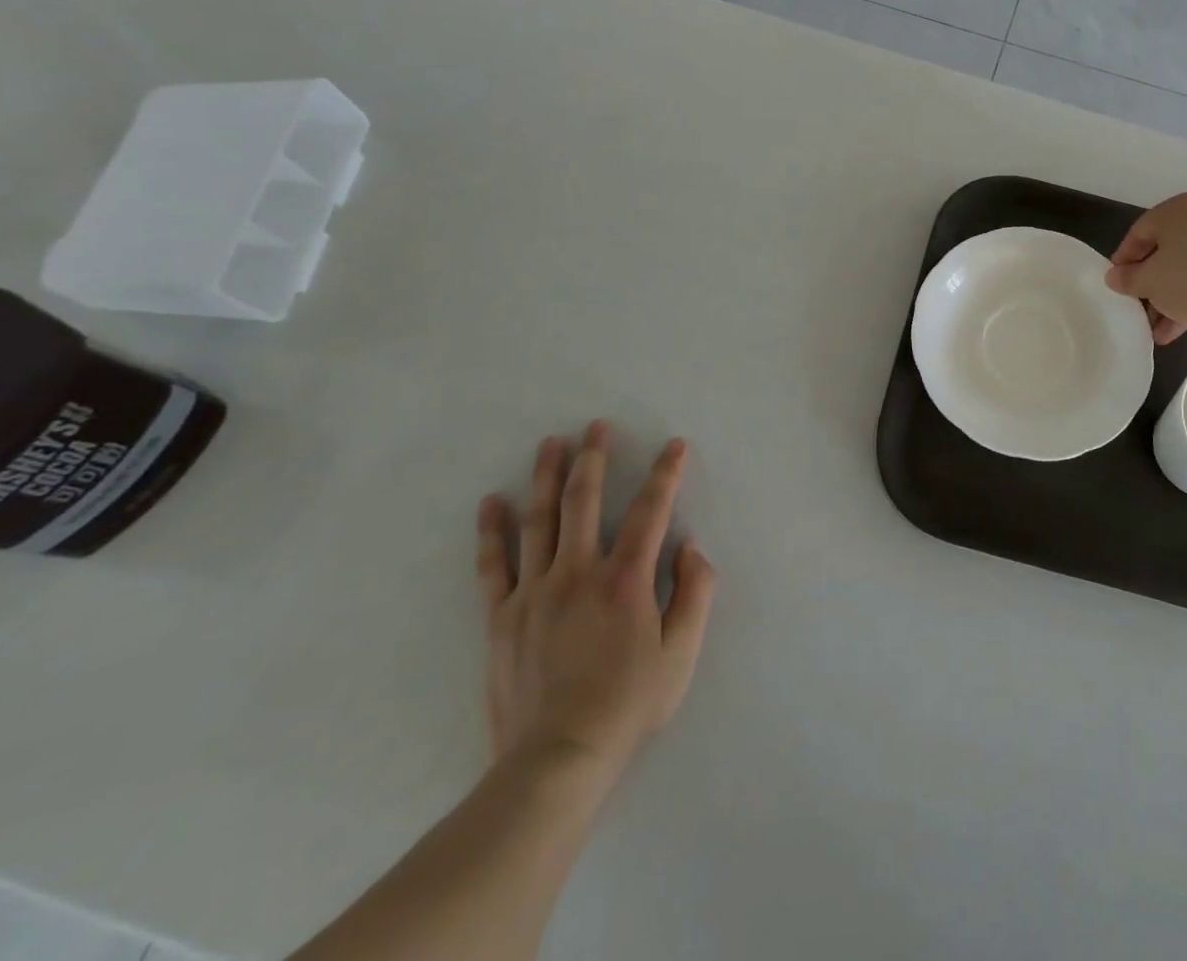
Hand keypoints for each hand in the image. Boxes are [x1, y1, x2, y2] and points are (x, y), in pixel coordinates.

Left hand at [475, 423, 716, 791]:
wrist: (556, 761)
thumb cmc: (627, 705)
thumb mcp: (681, 653)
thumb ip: (695, 592)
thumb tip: (690, 546)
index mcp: (625, 580)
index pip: (650, 511)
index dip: (665, 474)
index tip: (674, 446)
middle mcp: (578, 573)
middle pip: (584, 501)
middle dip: (594, 458)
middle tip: (596, 426)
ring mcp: (535, 592)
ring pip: (539, 520)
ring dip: (546, 477)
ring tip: (551, 444)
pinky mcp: (502, 616)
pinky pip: (494, 565)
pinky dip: (492, 531)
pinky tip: (492, 502)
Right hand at [1104, 192, 1186, 345]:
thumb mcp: (1148, 281)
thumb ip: (1127, 278)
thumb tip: (1114, 277)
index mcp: (1181, 209)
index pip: (1141, 231)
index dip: (1124, 258)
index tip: (1115, 282)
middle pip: (1167, 251)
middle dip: (1149, 283)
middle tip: (1136, 304)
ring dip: (1168, 298)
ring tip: (1153, 328)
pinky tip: (1174, 331)